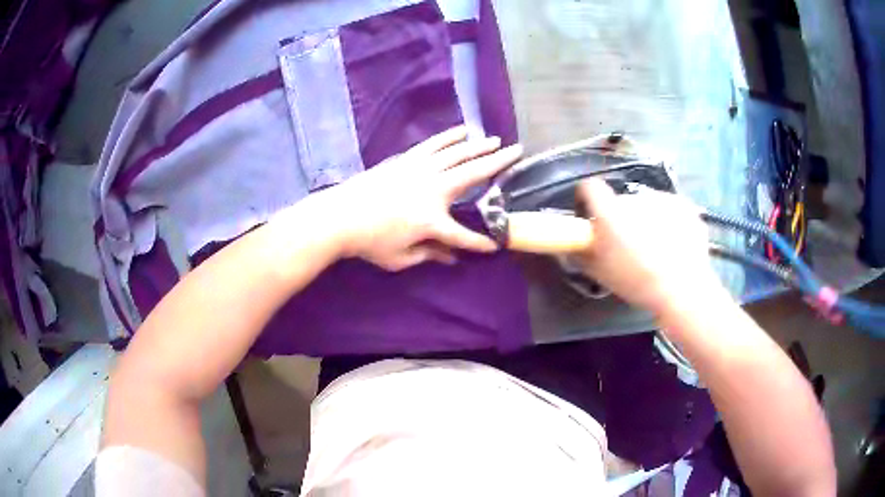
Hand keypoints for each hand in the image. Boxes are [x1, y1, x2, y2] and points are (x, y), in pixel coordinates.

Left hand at [315, 126, 522, 270]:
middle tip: (518, 151)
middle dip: (499, 163)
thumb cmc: (370, 242)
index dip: (481, 244)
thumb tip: (450, 257)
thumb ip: (429, 255)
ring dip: (479, 145)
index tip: (495, 246)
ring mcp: (420, 171)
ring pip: (457, 153)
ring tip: (495, 139)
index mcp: (432, 221)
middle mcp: (433, 190)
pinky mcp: (407, 160)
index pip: (464, 236)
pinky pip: (434, 144)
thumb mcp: (400, 258)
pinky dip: (450, 137)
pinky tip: (462, 131)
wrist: (339, 216)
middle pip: (473, 174)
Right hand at [575, 178, 726, 316]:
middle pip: (621, 201)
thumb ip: (580, 255)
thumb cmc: (637, 282)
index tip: (590, 214)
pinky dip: (668, 220)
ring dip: (646, 218)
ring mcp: (661, 199)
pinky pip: (668, 208)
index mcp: (610, 212)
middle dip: (621, 216)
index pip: (589, 187)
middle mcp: (634, 198)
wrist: (683, 288)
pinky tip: (674, 242)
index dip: (586, 198)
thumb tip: (571, 246)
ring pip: (646, 204)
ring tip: (656, 246)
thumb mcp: (600, 274)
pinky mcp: (682, 204)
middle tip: (628, 242)